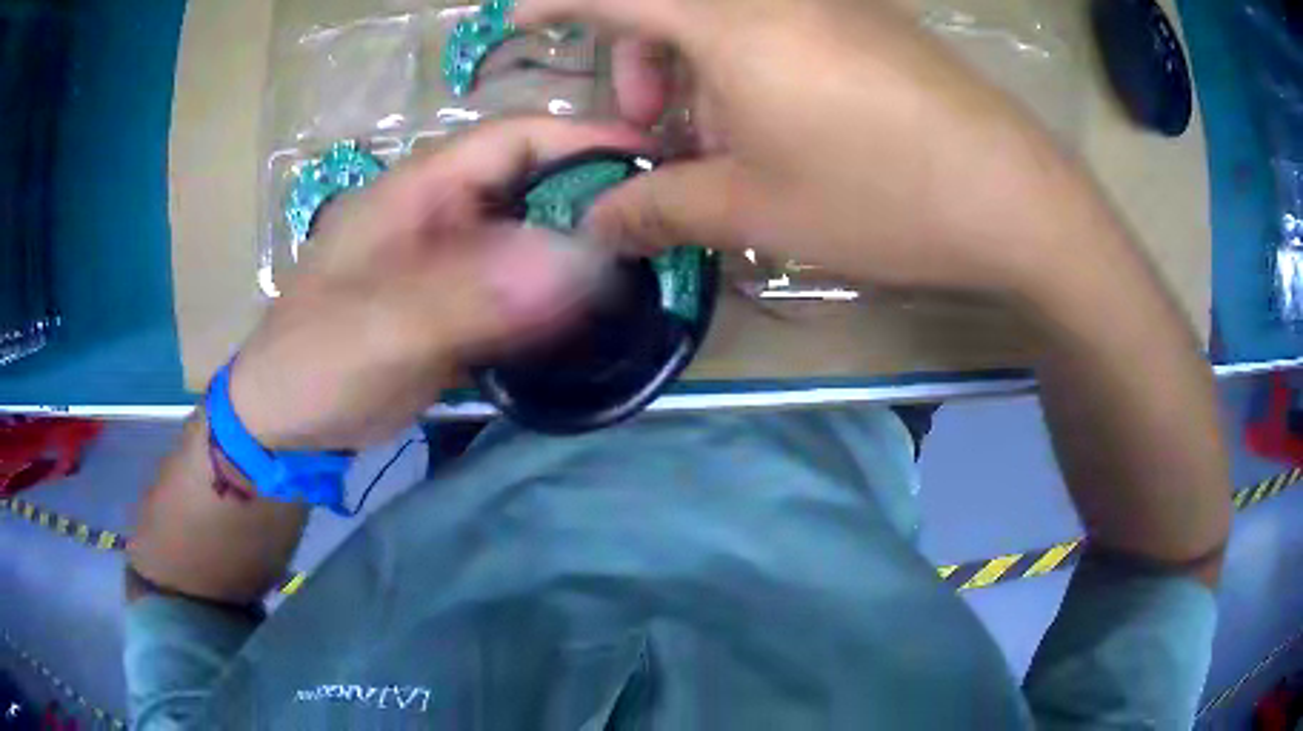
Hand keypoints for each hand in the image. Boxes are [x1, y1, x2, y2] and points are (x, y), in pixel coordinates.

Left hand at [228, 119, 646, 449]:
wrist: (285, 421)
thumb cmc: (315, 362)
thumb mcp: (381, 327)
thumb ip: (472, 294)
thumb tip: (579, 264)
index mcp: (420, 189)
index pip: (514, 137)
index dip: (585, 140)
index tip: (654, 163)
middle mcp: (443, 211)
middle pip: (532, 180)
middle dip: (596, 194)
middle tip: (663, 223)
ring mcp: (451, 257)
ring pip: (531, 231)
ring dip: (582, 244)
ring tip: (648, 263)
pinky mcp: (456, 301)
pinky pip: (520, 281)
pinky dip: (558, 290)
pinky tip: (597, 311)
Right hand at [517, 0, 1130, 305]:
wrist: (1015, 199)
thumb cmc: (882, 197)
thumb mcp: (755, 211)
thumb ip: (659, 210)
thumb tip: (597, 226)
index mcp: (731, 21)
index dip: (553, 2)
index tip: (519, 24)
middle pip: (669, 4)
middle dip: (638, 60)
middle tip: (653, 130)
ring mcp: (831, 3)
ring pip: (724, 18)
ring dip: (697, 71)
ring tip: (724, 143)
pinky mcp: (869, 23)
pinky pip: (779, 26)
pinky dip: (750, 66)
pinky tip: (781, 123)